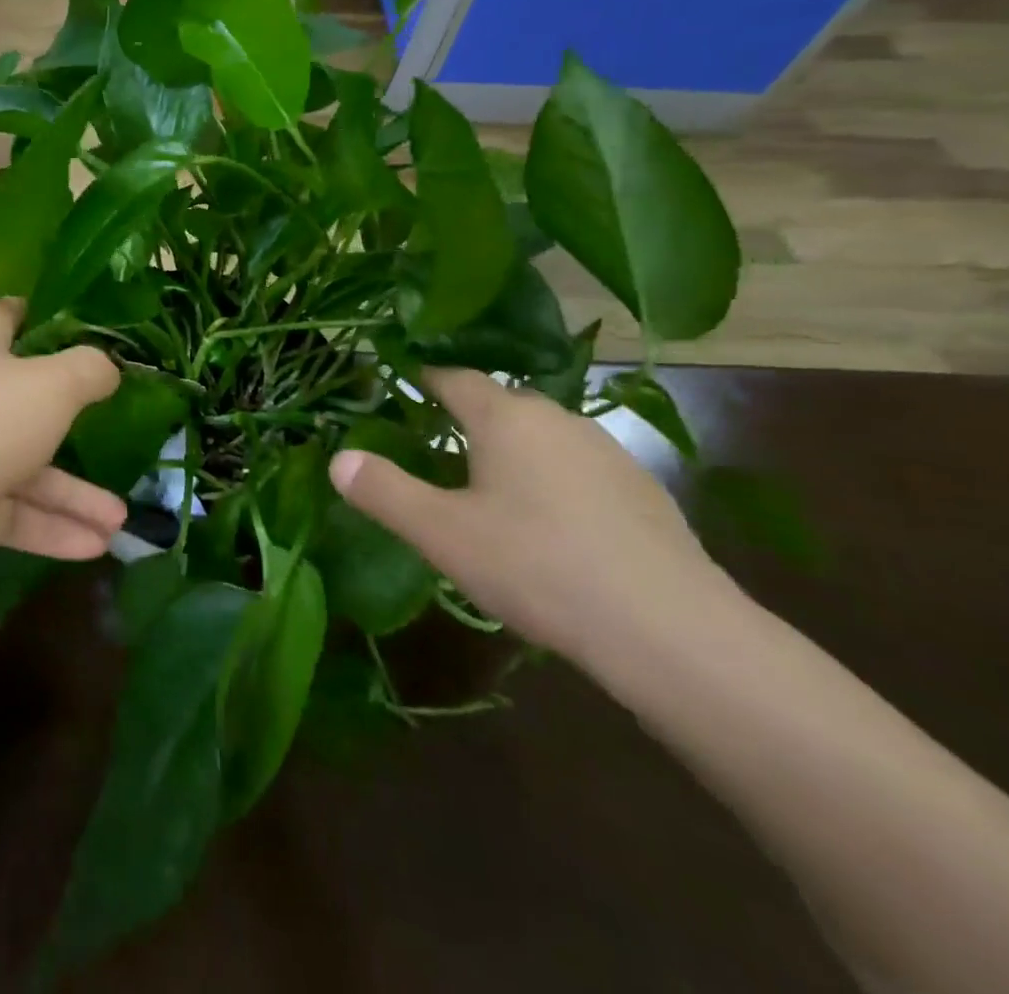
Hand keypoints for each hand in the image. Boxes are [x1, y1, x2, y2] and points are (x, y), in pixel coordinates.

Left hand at [0, 299, 126, 588]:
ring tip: (119, 520)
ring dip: (74, 496)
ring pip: (28, 472)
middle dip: (71, 422)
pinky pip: (15, 516)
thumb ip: (88, 370)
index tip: (61, 313)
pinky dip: (52, 529)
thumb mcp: (52, 385)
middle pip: (24, 403)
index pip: (0, 319)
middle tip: (114, 427)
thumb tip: (108, 367)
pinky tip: (95, 546)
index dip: (27, 311)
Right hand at [329, 368, 730, 665]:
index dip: (423, 377)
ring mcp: (607, 452)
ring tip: (486, 486)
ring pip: (542, 436)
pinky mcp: (642, 491)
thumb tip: (338, 459)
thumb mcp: (442, 533)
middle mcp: (558, 419)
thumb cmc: (536, 566)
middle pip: (500, 403)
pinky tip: (548, 524)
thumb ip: (385, 492)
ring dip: (510, 449)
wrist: (670, 631)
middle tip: (433, 443)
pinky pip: (577, 468)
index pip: (454, 377)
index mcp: (506, 417)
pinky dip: (551, 480)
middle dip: (464, 416)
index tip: (398, 382)